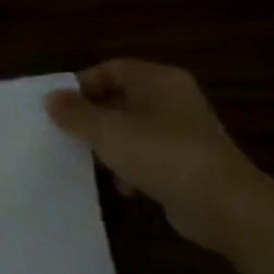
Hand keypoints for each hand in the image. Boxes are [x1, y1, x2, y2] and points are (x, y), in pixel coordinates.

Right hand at [44, 60, 264, 252]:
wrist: (223, 204)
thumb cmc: (161, 155)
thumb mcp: (108, 131)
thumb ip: (75, 114)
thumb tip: (51, 98)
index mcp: (159, 80)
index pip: (111, 69)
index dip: (82, 85)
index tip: (59, 109)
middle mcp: (173, 99)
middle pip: (120, 98)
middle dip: (92, 118)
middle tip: (67, 135)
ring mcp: (183, 131)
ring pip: (132, 128)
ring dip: (109, 145)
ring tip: (91, 162)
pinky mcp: (187, 161)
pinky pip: (148, 154)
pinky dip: (131, 167)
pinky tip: (124, 187)